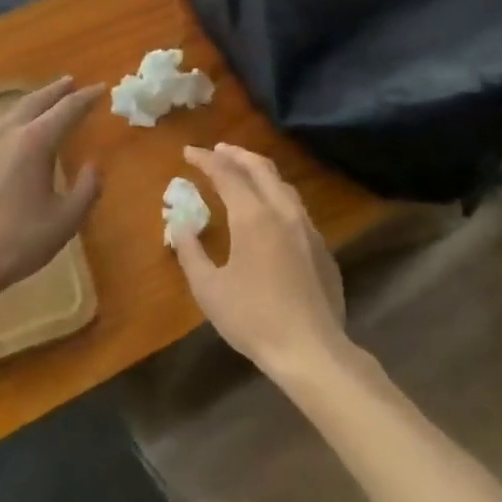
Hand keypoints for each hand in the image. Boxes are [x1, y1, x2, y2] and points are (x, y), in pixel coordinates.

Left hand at [0, 77, 103, 301]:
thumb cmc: (19, 241)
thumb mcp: (65, 220)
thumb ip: (86, 189)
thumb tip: (93, 167)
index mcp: (35, 142)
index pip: (67, 109)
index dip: (86, 98)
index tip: (101, 88)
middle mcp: (9, 133)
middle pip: (36, 101)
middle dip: (57, 91)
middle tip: (73, 82)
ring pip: (14, 111)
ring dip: (35, 101)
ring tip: (48, 99)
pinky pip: (0, 125)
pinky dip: (17, 116)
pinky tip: (18, 128)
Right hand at [174, 144, 348, 378]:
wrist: (312, 351)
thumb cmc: (253, 319)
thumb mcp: (209, 289)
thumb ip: (190, 251)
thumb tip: (180, 223)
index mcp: (253, 216)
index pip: (226, 173)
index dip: (206, 159)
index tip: (188, 152)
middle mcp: (282, 211)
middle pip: (260, 168)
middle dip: (236, 154)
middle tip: (217, 150)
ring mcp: (307, 228)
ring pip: (282, 185)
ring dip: (259, 171)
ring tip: (242, 172)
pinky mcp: (322, 248)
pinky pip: (296, 207)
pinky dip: (276, 195)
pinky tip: (269, 211)